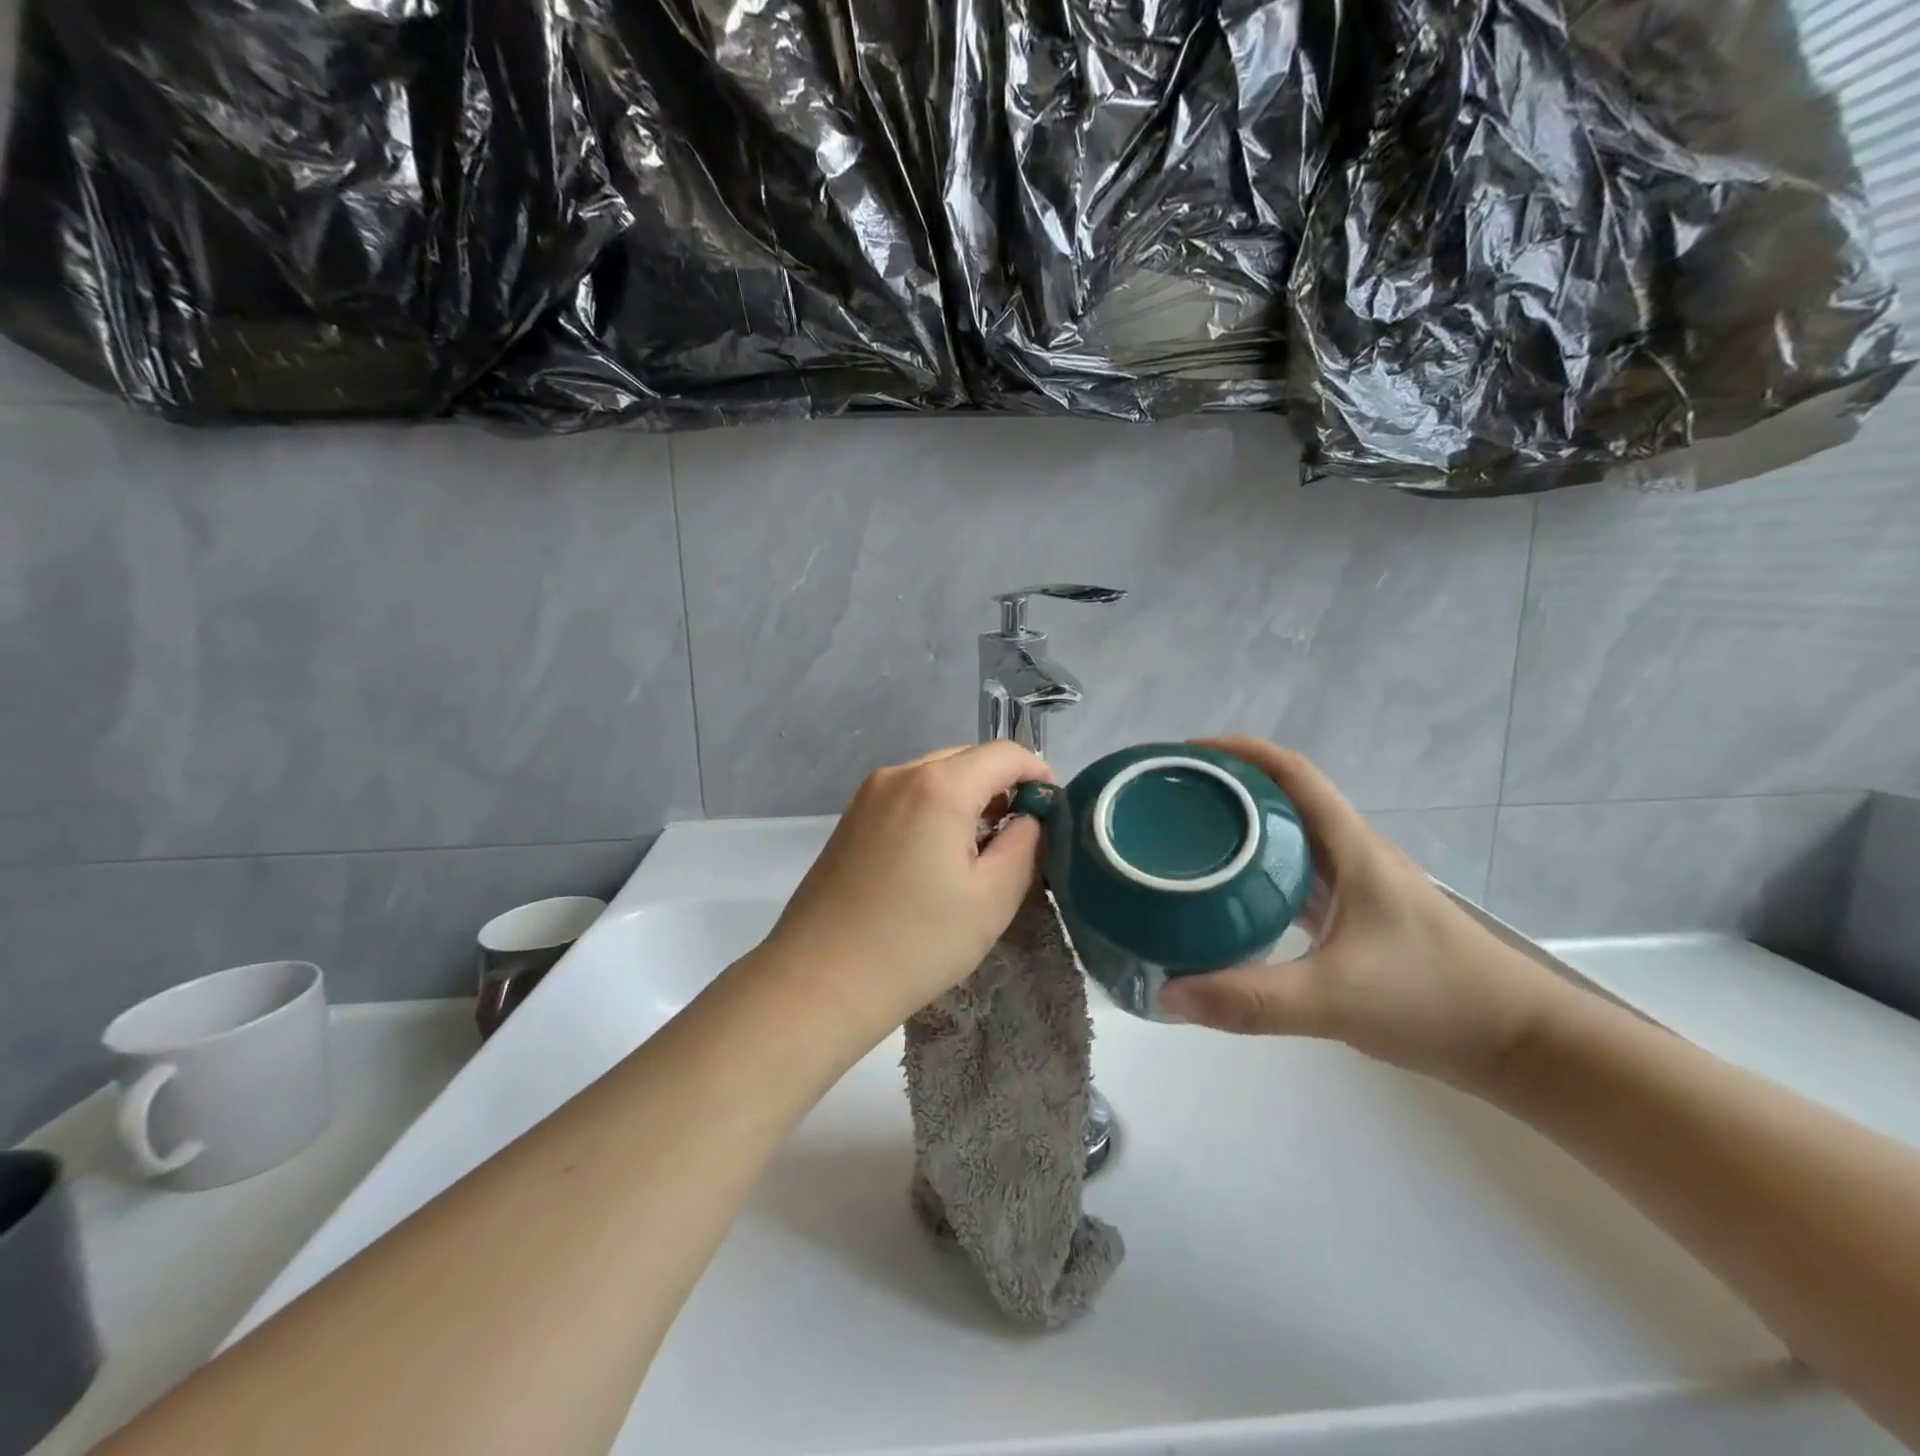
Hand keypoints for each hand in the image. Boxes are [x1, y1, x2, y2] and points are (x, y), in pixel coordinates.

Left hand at [757, 742, 1052, 1037]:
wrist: (821, 980)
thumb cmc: (917, 942)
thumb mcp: (992, 898)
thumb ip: (1025, 845)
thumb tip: (1030, 818)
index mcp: (938, 786)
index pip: (1005, 753)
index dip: (1038, 773)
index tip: (1055, 810)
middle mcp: (900, 774)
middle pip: (968, 759)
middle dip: (1002, 786)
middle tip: (1021, 836)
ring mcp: (869, 794)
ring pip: (936, 775)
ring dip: (969, 798)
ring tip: (982, 849)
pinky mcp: (851, 818)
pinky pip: (908, 795)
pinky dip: (936, 809)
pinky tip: (938, 855)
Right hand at [1158, 737, 1566, 1088]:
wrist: (1523, 1044)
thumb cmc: (1436, 1001)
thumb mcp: (1334, 1000)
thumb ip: (1250, 999)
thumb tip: (1169, 992)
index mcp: (1352, 849)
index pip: (1293, 774)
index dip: (1240, 752)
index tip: (1187, 753)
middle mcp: (1353, 855)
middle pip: (1285, 800)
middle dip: (1229, 788)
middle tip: (1172, 800)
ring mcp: (1358, 888)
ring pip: (1291, 839)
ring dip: (1244, 830)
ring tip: (1189, 840)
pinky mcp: (1359, 918)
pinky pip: (1298, 878)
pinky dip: (1261, 873)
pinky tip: (1231, 897)